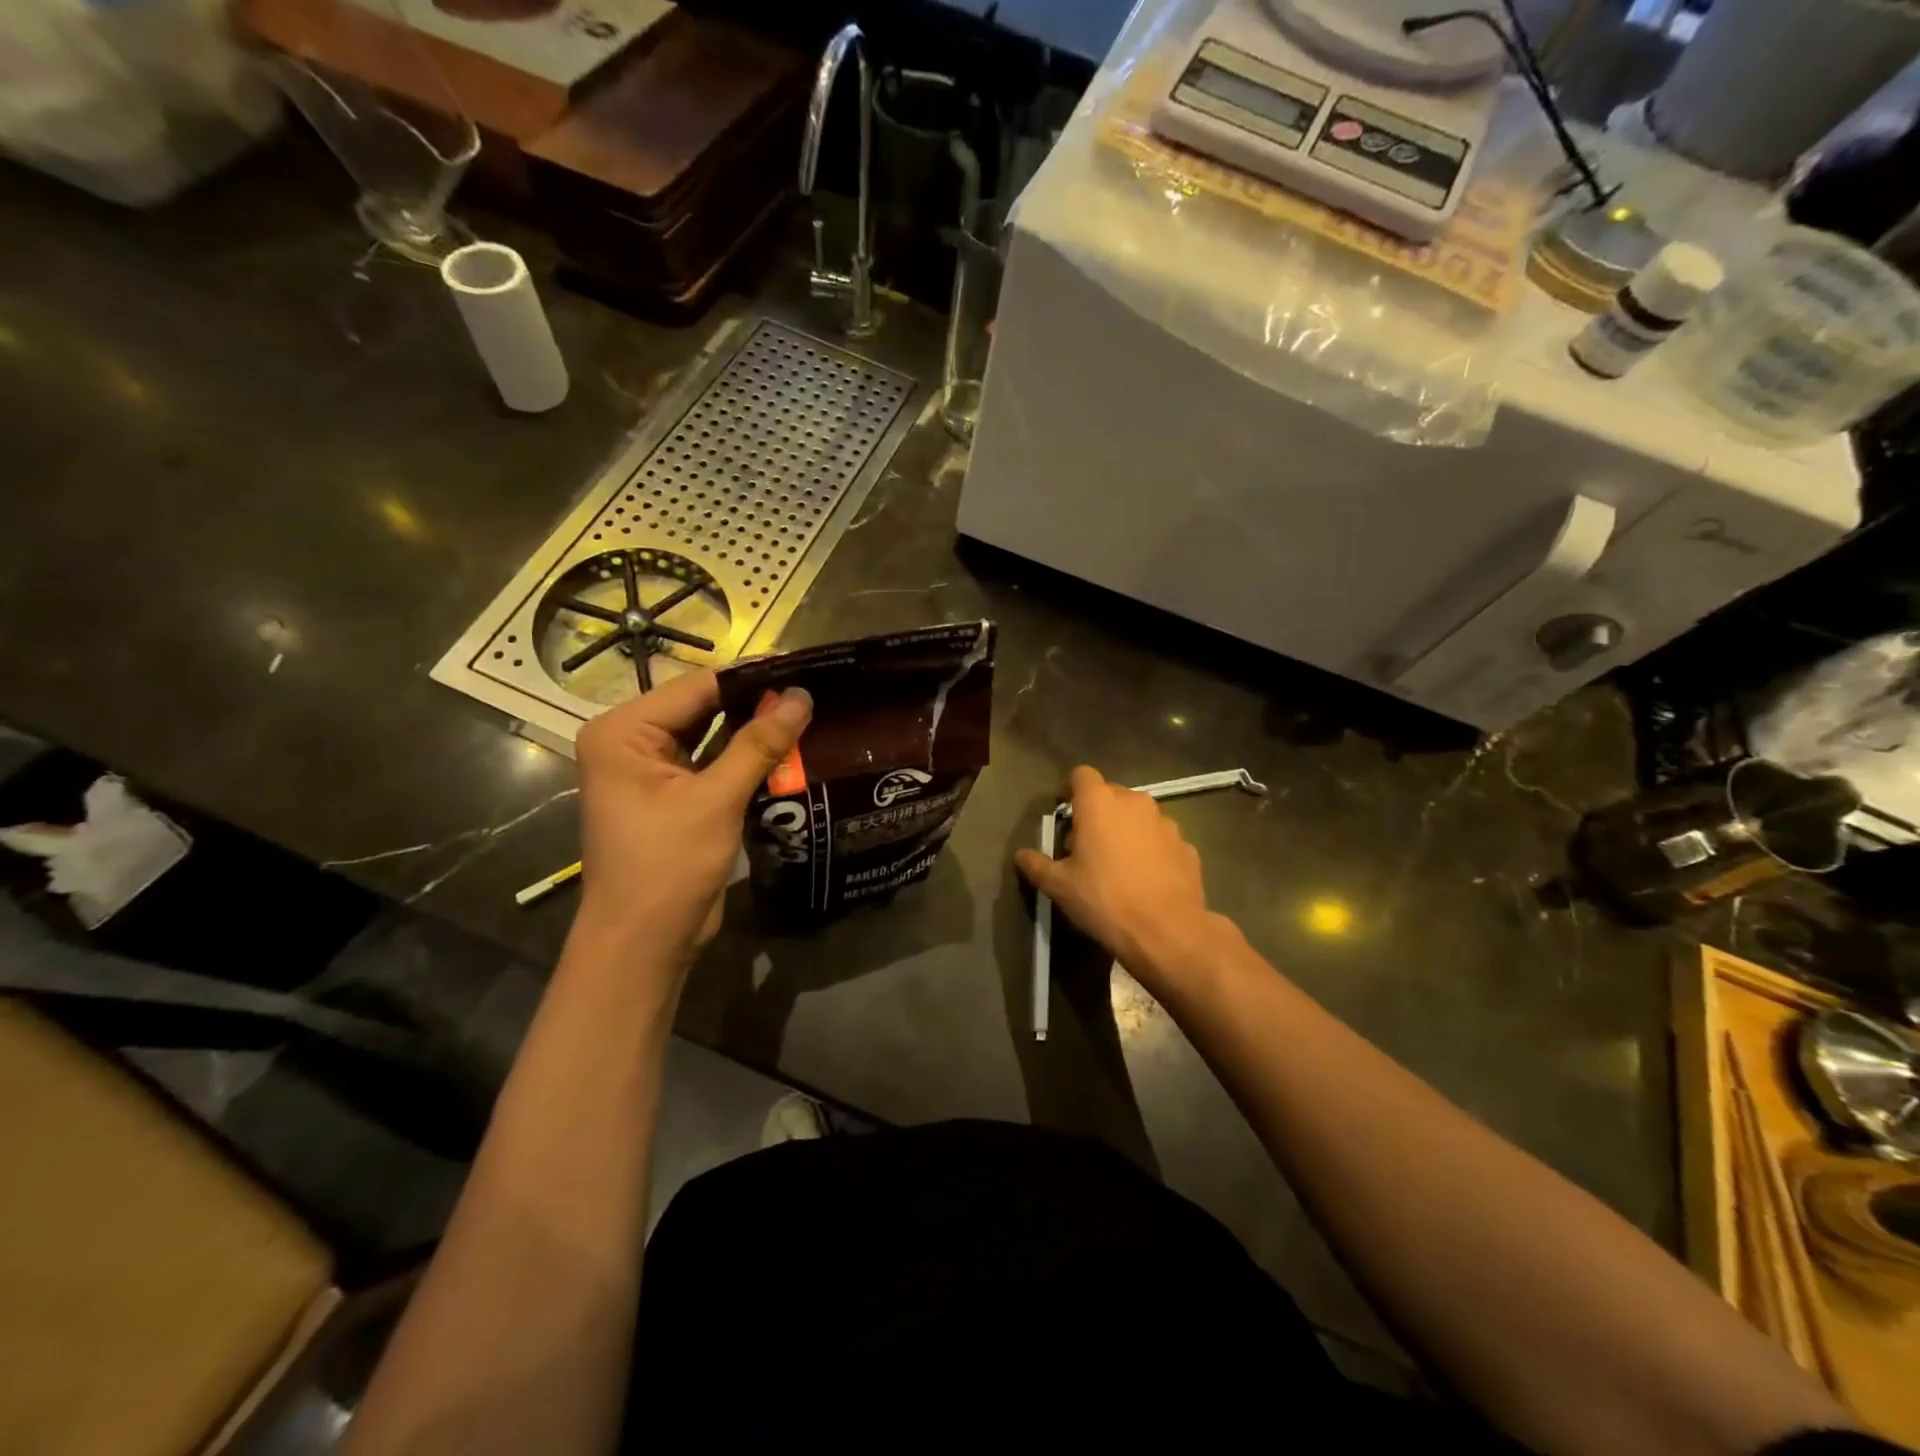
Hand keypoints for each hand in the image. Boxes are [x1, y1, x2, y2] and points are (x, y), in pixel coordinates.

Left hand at [572, 670, 811, 970]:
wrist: (644, 943)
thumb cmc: (667, 866)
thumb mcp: (716, 800)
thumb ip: (759, 744)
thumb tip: (802, 697)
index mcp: (623, 732)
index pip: (697, 688)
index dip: (751, 678)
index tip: (803, 668)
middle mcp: (633, 742)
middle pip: (704, 709)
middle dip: (755, 704)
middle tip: (813, 691)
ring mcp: (653, 771)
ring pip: (713, 736)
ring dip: (754, 732)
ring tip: (809, 714)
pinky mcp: (674, 796)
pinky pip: (714, 764)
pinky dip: (746, 760)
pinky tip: (789, 750)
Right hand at [1014, 766, 1229, 992]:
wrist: (1167, 931)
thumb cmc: (1105, 900)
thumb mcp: (1059, 887)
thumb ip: (1037, 865)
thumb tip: (1021, 855)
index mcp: (1099, 803)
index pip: (1081, 775)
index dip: (1072, 790)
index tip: (1067, 816)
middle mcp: (1134, 802)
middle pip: (1111, 794)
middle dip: (1098, 814)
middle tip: (1087, 848)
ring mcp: (1166, 822)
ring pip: (1139, 816)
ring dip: (1127, 831)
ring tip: (1119, 866)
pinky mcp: (1186, 846)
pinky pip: (1161, 839)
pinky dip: (1152, 851)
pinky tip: (1146, 880)